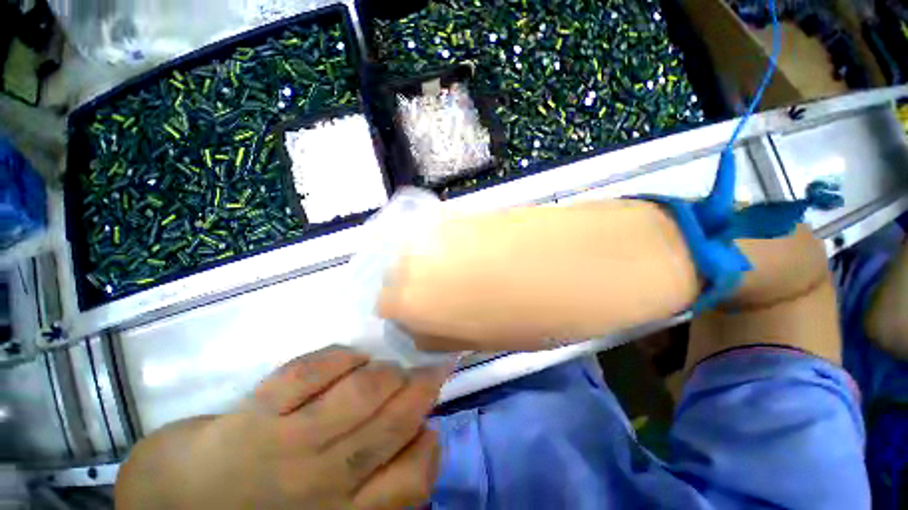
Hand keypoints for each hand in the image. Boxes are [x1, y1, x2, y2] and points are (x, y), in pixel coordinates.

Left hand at [116, 347, 451, 509]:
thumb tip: (419, 441)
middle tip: (430, 371)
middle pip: (391, 424)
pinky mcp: (254, 415)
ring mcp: (286, 445)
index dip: (429, 447)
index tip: (428, 427)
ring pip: (360, 393)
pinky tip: (352, 357)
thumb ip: (376, 490)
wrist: (175, 508)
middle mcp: (321, 483)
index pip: (411, 482)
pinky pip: (308, 373)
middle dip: (420, 389)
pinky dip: (340, 358)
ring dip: (386, 372)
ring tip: (390, 369)